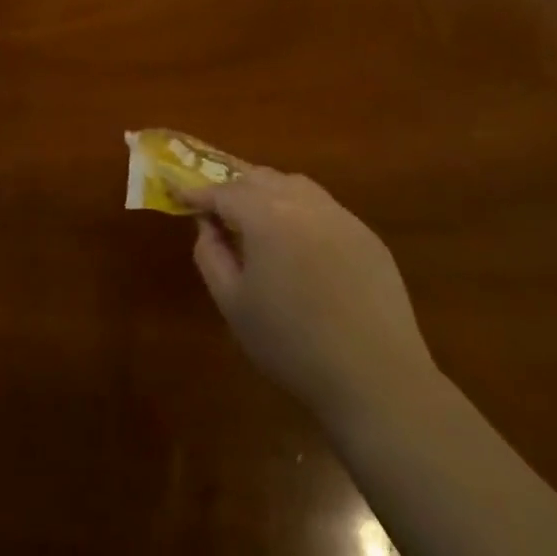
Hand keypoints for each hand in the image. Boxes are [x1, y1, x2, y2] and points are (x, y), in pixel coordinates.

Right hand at [179, 167, 433, 421]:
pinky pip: (323, 209)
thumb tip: (207, 225)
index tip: (180, 195)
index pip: (223, 191)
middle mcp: (303, 201)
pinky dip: (301, 213)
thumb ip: (210, 255)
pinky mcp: (366, 235)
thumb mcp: (233, 304)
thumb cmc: (291, 344)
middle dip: (234, 187)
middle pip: (259, 177)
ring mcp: (340, 215)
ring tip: (257, 220)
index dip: (198, 192)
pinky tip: (300, 245)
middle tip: (217, 208)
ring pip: (294, 185)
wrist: (375, 378)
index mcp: (265, 214)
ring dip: (269, 193)